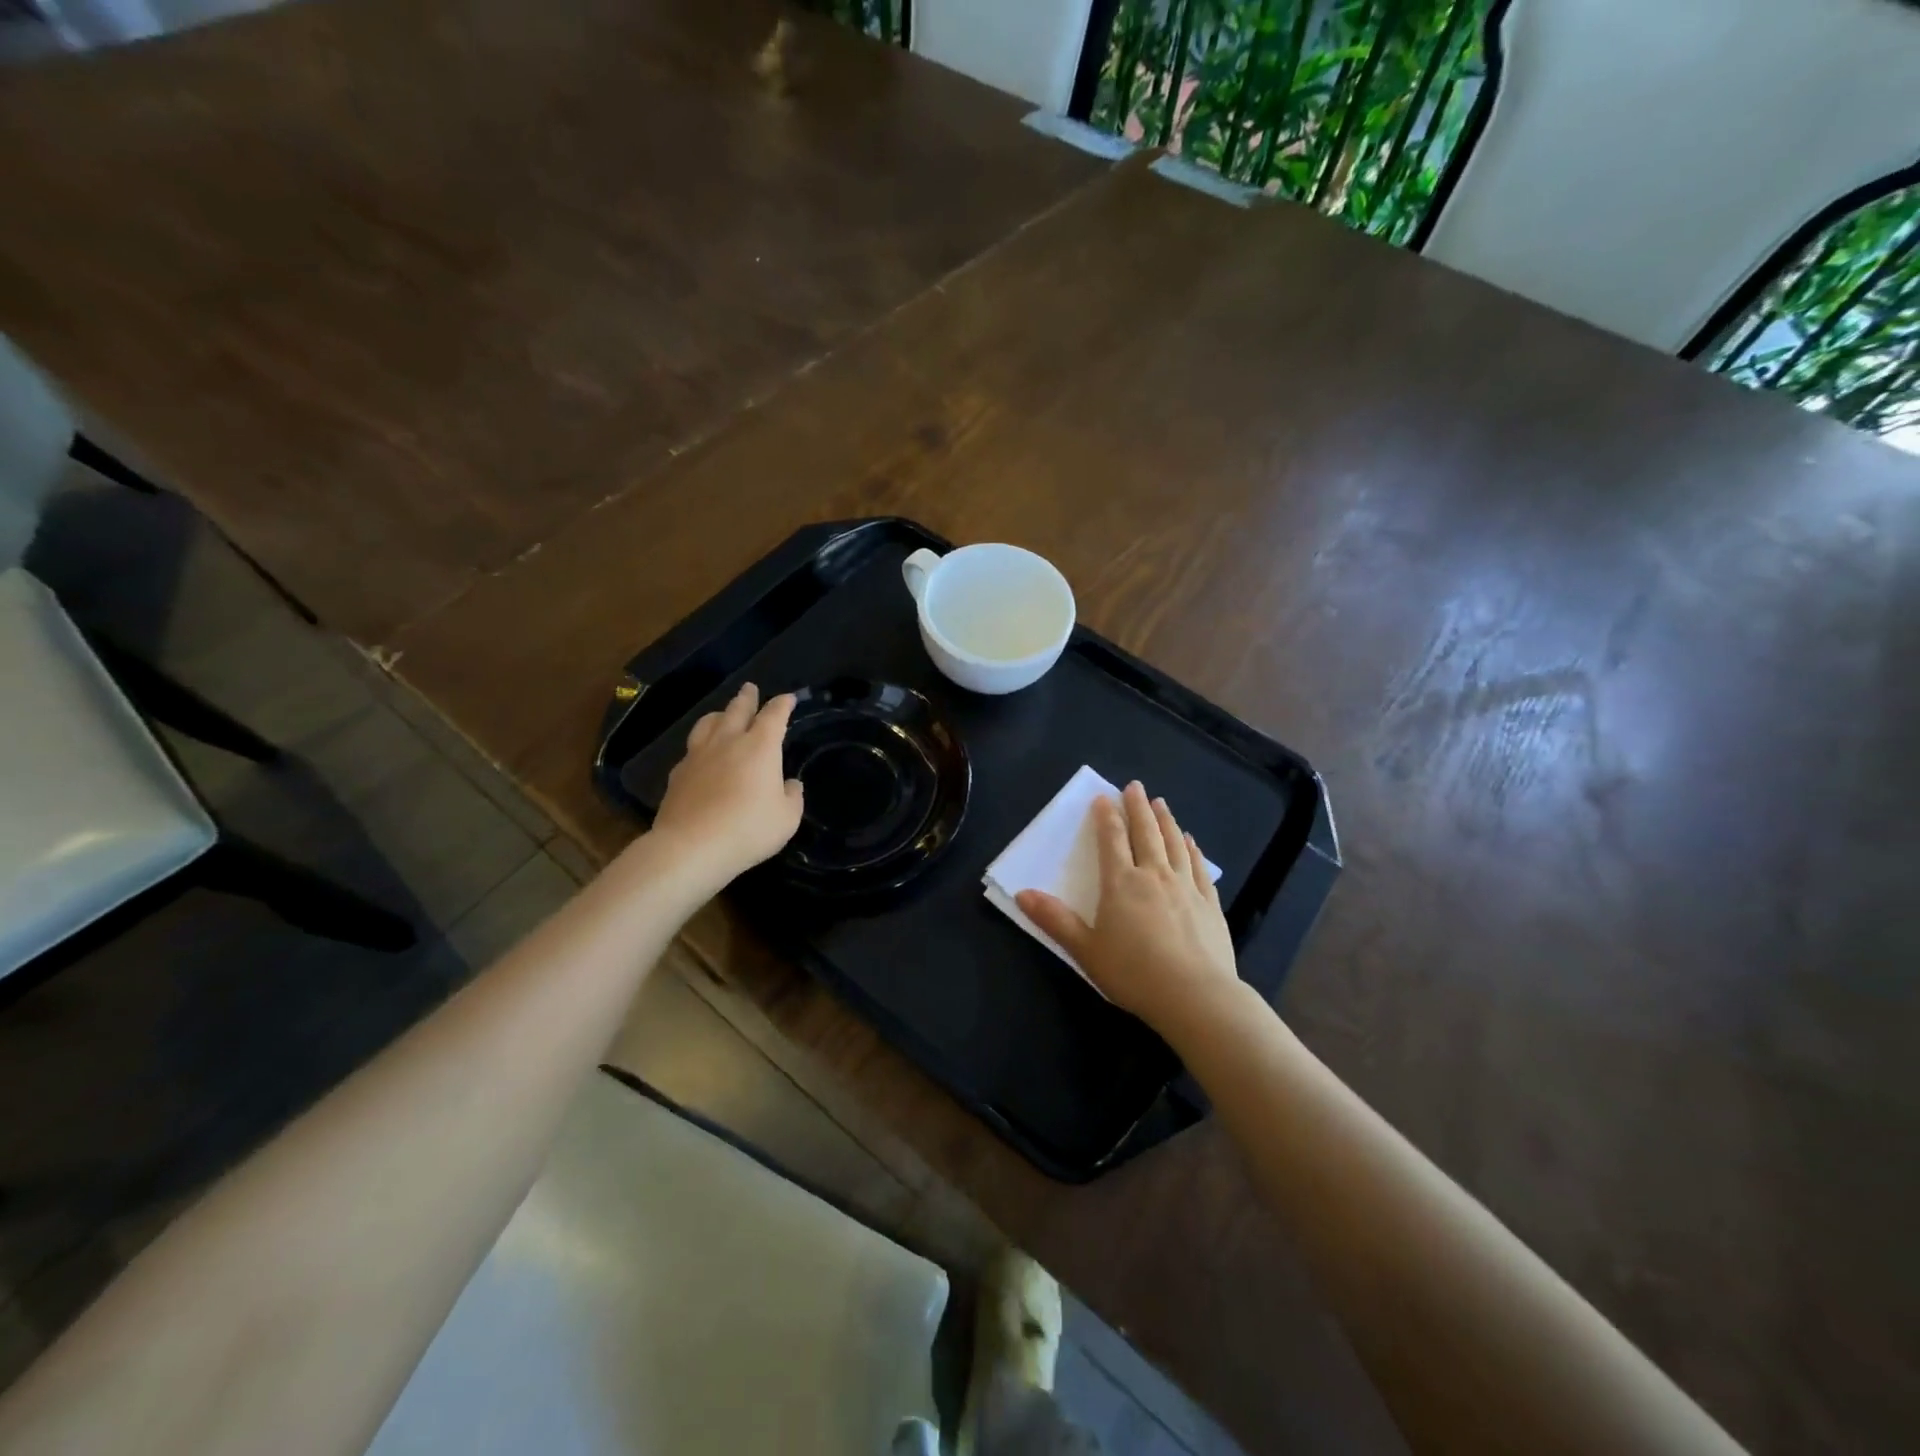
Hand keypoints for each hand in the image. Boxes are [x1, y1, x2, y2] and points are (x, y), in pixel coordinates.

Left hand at [651, 683, 803, 888]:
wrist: (691, 846)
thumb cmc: (748, 829)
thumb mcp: (787, 818)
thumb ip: (792, 797)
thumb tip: (790, 784)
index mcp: (760, 747)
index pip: (774, 716)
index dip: (782, 705)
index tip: (788, 699)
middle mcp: (728, 742)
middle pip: (737, 710)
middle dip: (747, 698)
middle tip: (750, 688)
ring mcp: (699, 755)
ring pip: (709, 723)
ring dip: (720, 714)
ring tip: (723, 714)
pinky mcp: (678, 773)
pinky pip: (692, 748)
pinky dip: (701, 743)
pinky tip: (701, 752)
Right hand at [1016, 782, 1240, 1042]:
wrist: (1195, 996)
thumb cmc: (1133, 973)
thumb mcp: (1085, 949)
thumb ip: (1054, 920)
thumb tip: (1021, 894)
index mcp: (1121, 883)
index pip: (1112, 840)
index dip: (1106, 816)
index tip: (1103, 797)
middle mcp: (1154, 875)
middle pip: (1145, 832)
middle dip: (1138, 807)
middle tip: (1135, 786)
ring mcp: (1186, 887)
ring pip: (1174, 843)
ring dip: (1166, 821)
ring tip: (1161, 804)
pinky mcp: (1209, 903)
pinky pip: (1199, 867)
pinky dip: (1192, 849)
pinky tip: (1191, 842)